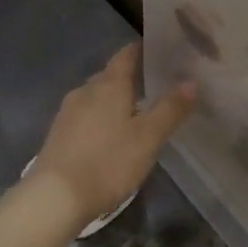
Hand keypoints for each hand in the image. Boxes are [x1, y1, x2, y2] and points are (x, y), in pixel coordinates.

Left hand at [27, 44, 195, 227]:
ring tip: (138, 112)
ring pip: (97, 97)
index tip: (162, 51)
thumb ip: (170, 109)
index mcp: (109, 85)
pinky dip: (101, 117)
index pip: (126, 55)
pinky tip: (111, 134)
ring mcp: (68, 112)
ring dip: (115, 100)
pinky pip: (86, 115)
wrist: (56, 197)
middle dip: (132, 77)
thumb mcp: (148, 138)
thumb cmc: (108, 162)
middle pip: (111, 75)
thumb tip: (191, 81)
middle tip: (158, 85)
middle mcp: (85, 91)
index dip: (143, 49)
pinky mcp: (59, 134)